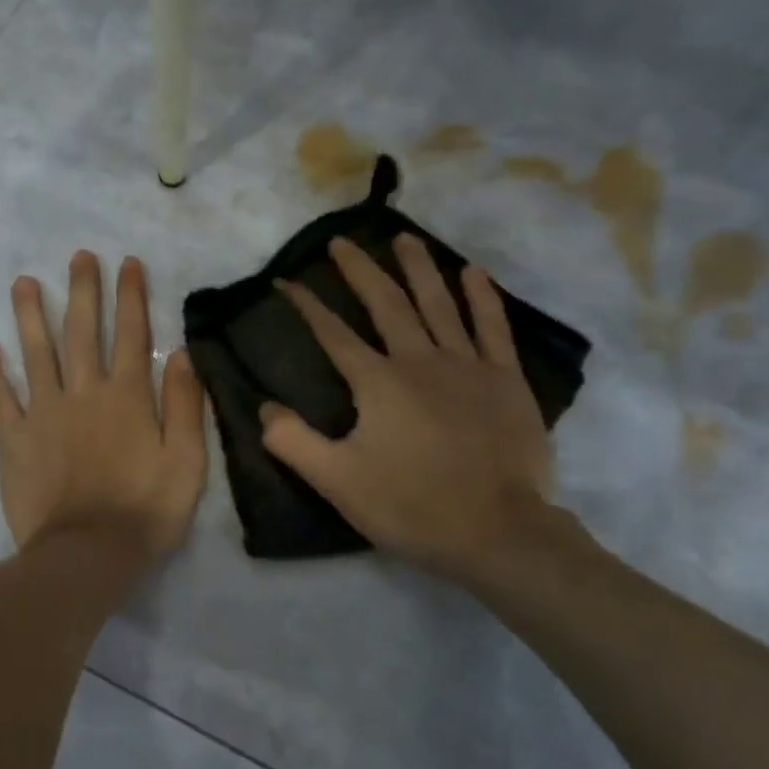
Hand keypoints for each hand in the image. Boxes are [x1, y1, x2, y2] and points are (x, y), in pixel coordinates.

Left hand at [0, 252, 207, 562]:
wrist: (88, 553)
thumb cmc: (146, 510)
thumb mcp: (187, 461)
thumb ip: (186, 405)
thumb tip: (183, 354)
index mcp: (127, 397)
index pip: (132, 335)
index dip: (130, 297)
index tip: (127, 263)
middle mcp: (84, 393)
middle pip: (82, 332)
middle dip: (82, 291)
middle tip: (79, 256)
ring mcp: (44, 413)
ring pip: (36, 353)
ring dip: (30, 315)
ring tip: (24, 282)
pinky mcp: (14, 439)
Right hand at [261, 234, 561, 589]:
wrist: (497, 531)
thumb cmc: (412, 506)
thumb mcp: (337, 481)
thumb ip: (293, 442)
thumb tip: (263, 407)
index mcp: (378, 383)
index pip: (333, 334)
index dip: (307, 306)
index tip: (286, 281)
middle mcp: (420, 361)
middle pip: (386, 304)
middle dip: (360, 270)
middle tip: (341, 242)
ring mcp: (468, 366)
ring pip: (439, 303)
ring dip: (418, 268)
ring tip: (403, 237)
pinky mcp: (506, 380)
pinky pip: (493, 328)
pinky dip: (482, 297)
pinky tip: (472, 272)